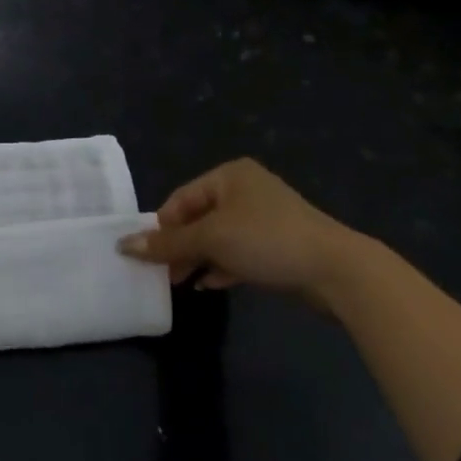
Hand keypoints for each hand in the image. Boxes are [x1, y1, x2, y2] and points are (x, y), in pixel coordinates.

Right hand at [119, 158, 367, 299]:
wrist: (336, 270)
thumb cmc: (267, 240)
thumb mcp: (211, 239)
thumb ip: (168, 243)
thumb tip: (123, 245)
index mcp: (229, 176)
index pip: (181, 198)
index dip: (162, 227)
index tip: (147, 256)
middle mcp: (246, 190)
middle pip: (198, 218)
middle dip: (179, 245)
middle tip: (162, 274)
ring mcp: (264, 218)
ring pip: (218, 237)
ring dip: (198, 258)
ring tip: (180, 283)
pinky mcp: (278, 245)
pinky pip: (238, 252)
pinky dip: (221, 266)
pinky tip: (209, 285)